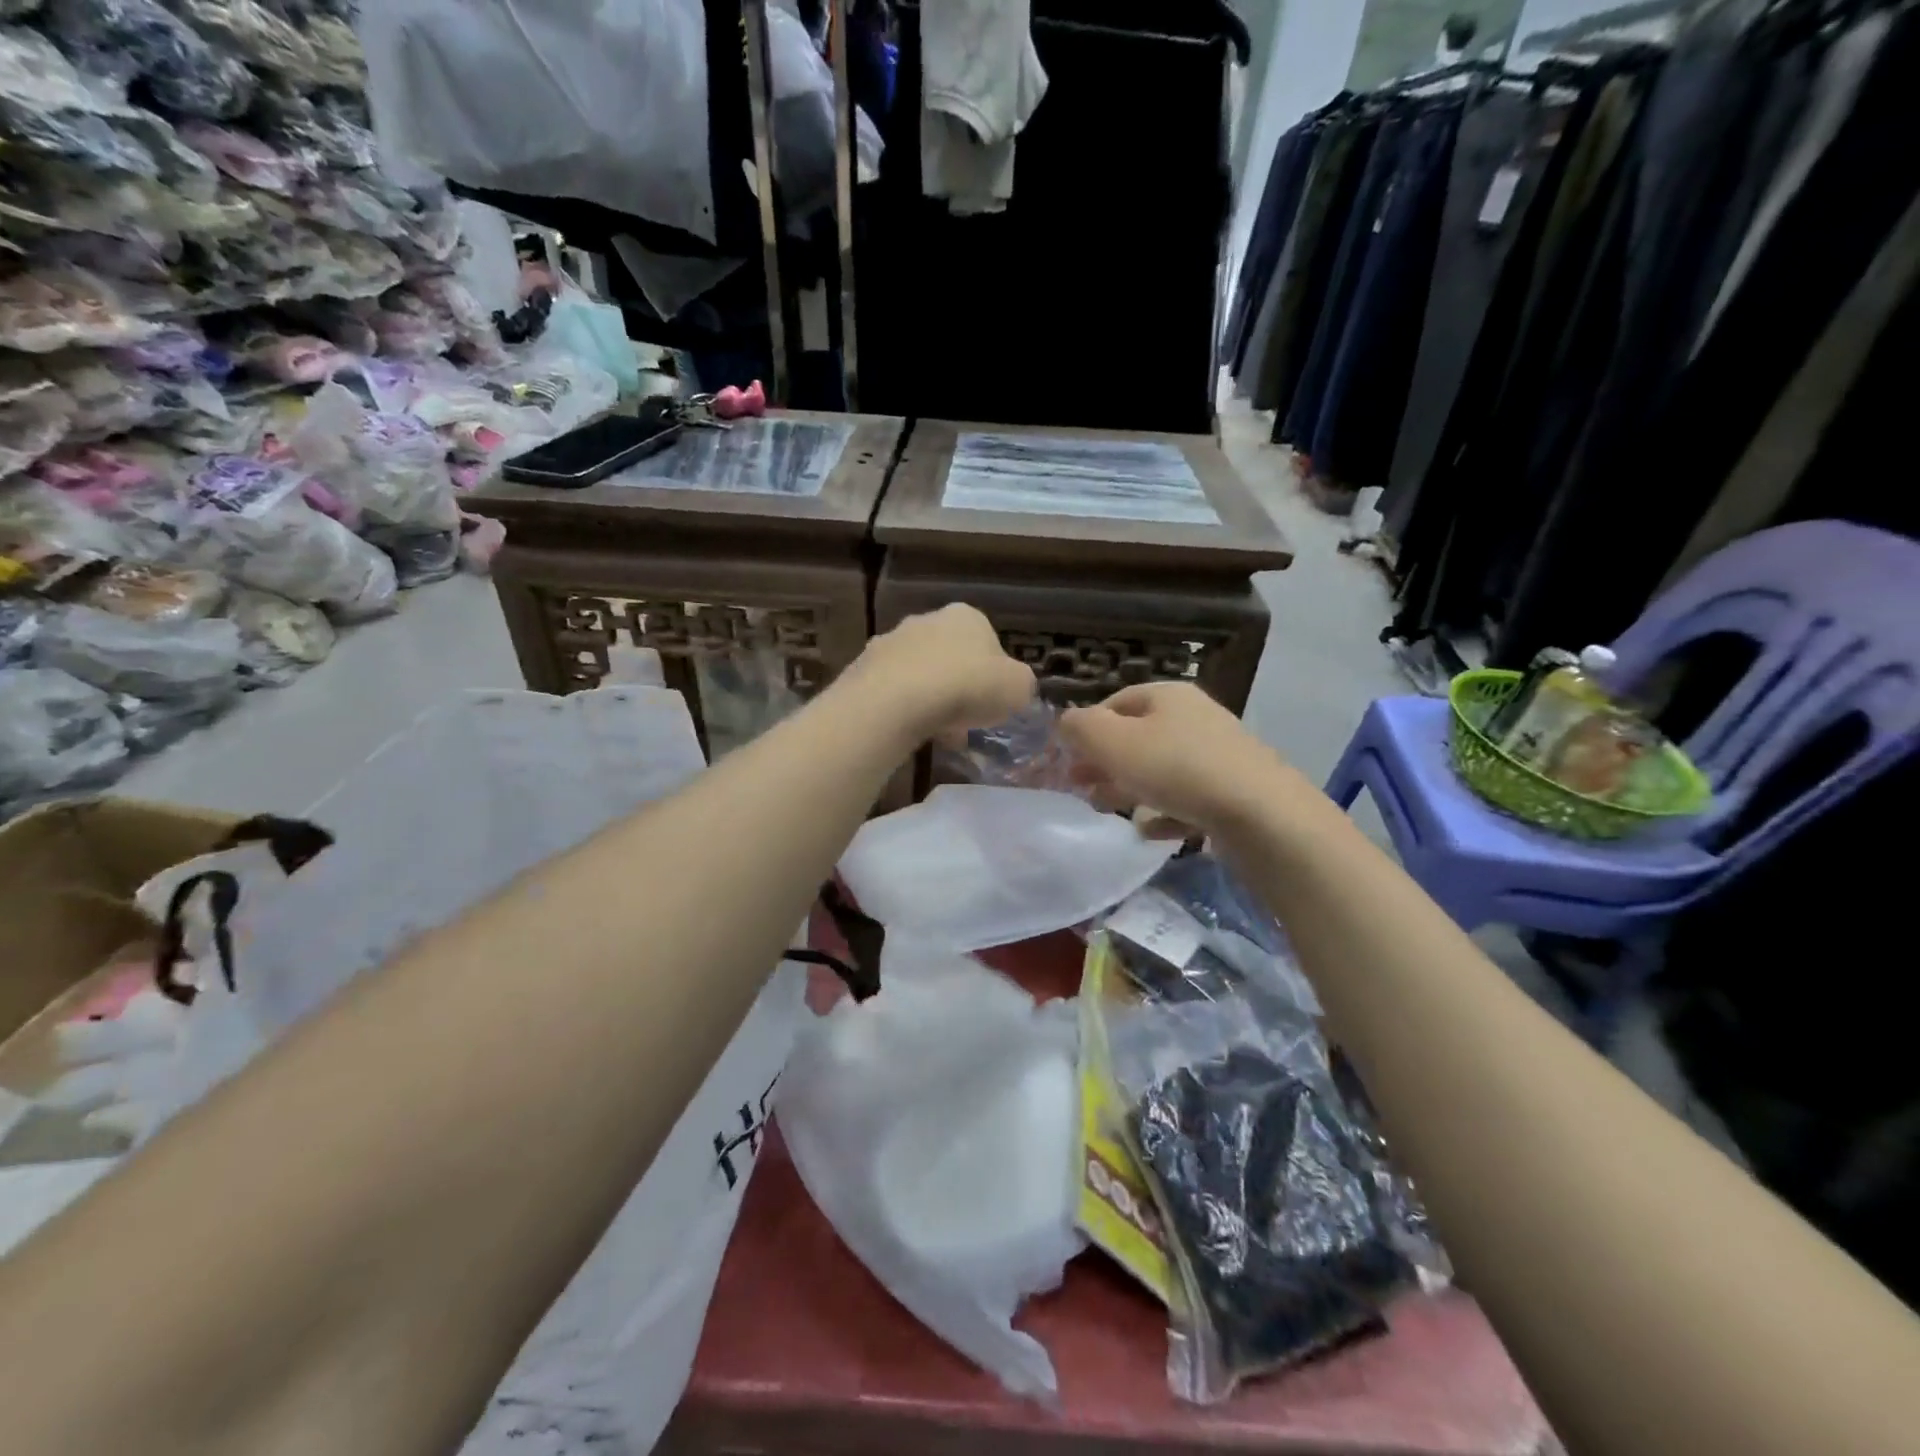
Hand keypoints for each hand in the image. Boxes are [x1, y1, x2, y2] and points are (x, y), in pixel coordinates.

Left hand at [847, 604, 1035, 741]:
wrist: (898, 699)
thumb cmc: (969, 686)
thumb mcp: (1019, 688)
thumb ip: (1022, 685)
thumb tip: (1015, 688)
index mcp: (968, 617)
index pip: (988, 642)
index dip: (993, 675)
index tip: (992, 702)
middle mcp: (927, 619)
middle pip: (950, 655)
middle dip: (958, 685)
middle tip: (965, 718)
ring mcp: (891, 640)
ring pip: (919, 672)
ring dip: (929, 697)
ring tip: (937, 731)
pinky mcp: (863, 666)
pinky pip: (892, 690)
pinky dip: (903, 707)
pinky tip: (910, 730)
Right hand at [1059, 682, 1289, 836]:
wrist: (1262, 815)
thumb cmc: (1177, 769)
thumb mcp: (1113, 742)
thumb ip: (1080, 728)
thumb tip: (1065, 723)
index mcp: (1168, 696)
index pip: (1115, 702)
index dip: (1086, 729)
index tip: (1067, 759)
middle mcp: (1195, 718)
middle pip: (1137, 737)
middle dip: (1103, 762)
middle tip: (1079, 787)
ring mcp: (1218, 756)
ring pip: (1160, 769)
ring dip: (1128, 788)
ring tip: (1105, 810)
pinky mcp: (1233, 793)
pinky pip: (1187, 800)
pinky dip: (1164, 813)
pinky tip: (1148, 831)